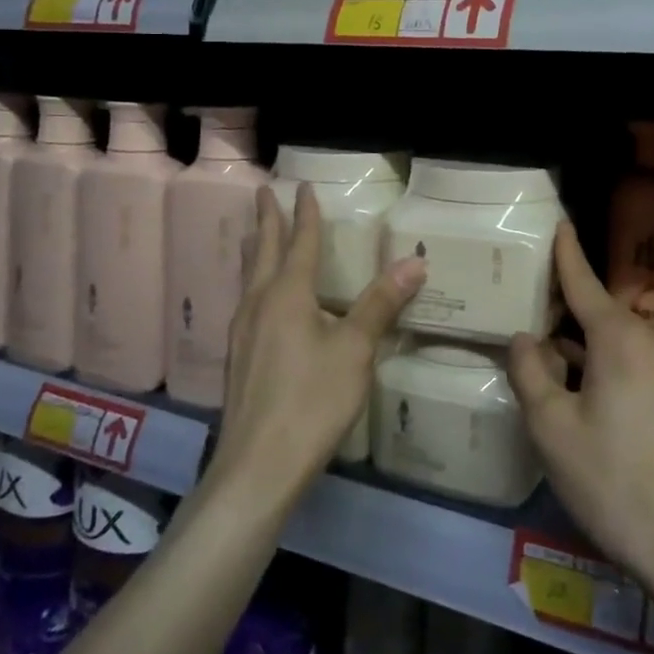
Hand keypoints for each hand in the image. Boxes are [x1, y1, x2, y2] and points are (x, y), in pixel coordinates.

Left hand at [212, 186, 424, 497]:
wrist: (257, 467)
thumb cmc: (311, 401)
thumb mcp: (355, 350)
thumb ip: (380, 304)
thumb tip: (414, 261)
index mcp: (287, 295)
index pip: (299, 243)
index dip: (305, 214)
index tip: (303, 187)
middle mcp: (258, 304)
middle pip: (263, 251)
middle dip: (267, 220)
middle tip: (264, 192)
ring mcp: (242, 333)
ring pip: (248, 277)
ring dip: (255, 249)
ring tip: (253, 234)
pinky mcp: (238, 359)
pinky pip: (246, 302)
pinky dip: (254, 281)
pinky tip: (257, 300)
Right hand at [508, 224, 653, 631]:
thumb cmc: (611, 480)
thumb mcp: (551, 427)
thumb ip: (530, 372)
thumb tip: (524, 338)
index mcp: (622, 337)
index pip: (586, 283)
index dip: (567, 254)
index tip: (559, 224)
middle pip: (603, 312)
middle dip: (569, 311)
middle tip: (533, 312)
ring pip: (621, 340)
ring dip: (588, 345)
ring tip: (552, 356)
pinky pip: (640, 362)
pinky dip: (610, 364)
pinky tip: (588, 390)